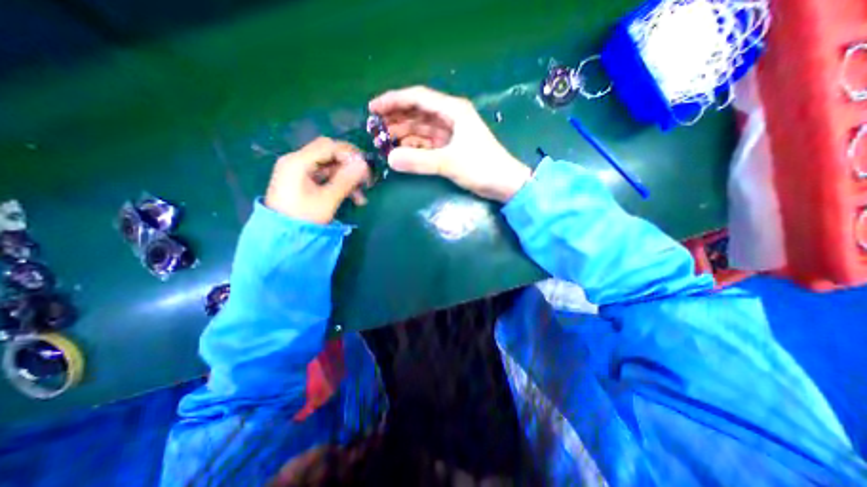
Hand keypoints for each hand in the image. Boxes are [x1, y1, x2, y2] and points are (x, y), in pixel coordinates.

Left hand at [265, 136, 369, 223]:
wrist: (282, 238)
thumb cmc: (304, 218)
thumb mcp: (328, 200)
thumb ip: (346, 180)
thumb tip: (364, 164)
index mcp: (298, 162)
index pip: (328, 146)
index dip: (350, 154)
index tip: (366, 167)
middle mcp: (296, 161)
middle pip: (329, 154)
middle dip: (349, 167)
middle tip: (365, 180)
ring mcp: (298, 171)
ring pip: (329, 167)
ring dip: (347, 178)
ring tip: (361, 198)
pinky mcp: (302, 181)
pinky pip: (324, 176)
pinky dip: (338, 184)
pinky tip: (352, 197)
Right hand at [365, 87, 527, 200]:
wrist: (504, 184)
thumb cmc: (482, 167)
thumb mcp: (449, 162)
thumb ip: (419, 161)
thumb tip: (389, 159)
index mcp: (452, 111)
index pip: (418, 98)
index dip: (394, 100)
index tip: (373, 108)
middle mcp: (450, 118)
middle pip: (417, 113)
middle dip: (396, 119)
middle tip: (375, 130)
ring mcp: (450, 134)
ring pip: (421, 129)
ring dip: (403, 134)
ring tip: (383, 142)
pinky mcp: (450, 148)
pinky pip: (427, 143)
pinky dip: (414, 147)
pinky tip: (401, 152)